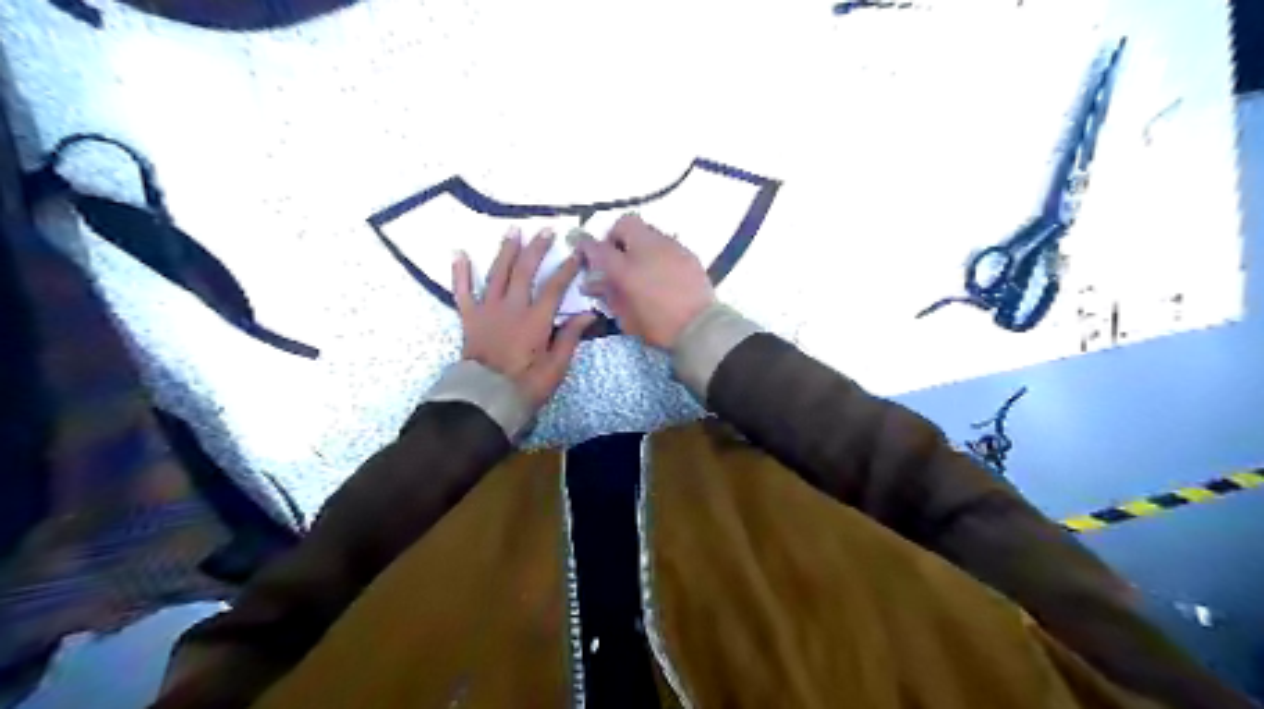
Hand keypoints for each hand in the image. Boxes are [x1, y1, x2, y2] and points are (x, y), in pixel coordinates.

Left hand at [452, 229, 595, 407]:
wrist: (485, 399)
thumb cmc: (525, 385)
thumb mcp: (556, 366)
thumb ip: (570, 336)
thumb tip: (588, 314)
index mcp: (535, 319)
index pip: (554, 287)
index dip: (567, 268)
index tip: (577, 252)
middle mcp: (511, 307)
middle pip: (524, 270)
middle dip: (537, 248)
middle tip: (546, 230)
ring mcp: (487, 310)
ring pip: (497, 273)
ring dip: (506, 250)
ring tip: (513, 231)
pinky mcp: (469, 318)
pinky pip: (462, 291)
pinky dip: (460, 272)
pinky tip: (459, 253)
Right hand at [577, 212, 714, 347]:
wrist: (700, 327)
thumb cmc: (658, 327)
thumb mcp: (626, 317)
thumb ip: (608, 295)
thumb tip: (592, 283)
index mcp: (626, 269)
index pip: (598, 248)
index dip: (587, 248)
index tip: (585, 253)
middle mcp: (647, 249)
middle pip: (625, 224)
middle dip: (616, 236)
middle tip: (616, 257)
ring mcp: (670, 247)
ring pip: (647, 230)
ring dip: (638, 242)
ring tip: (641, 265)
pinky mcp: (687, 252)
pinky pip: (666, 242)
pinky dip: (658, 251)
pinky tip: (661, 271)